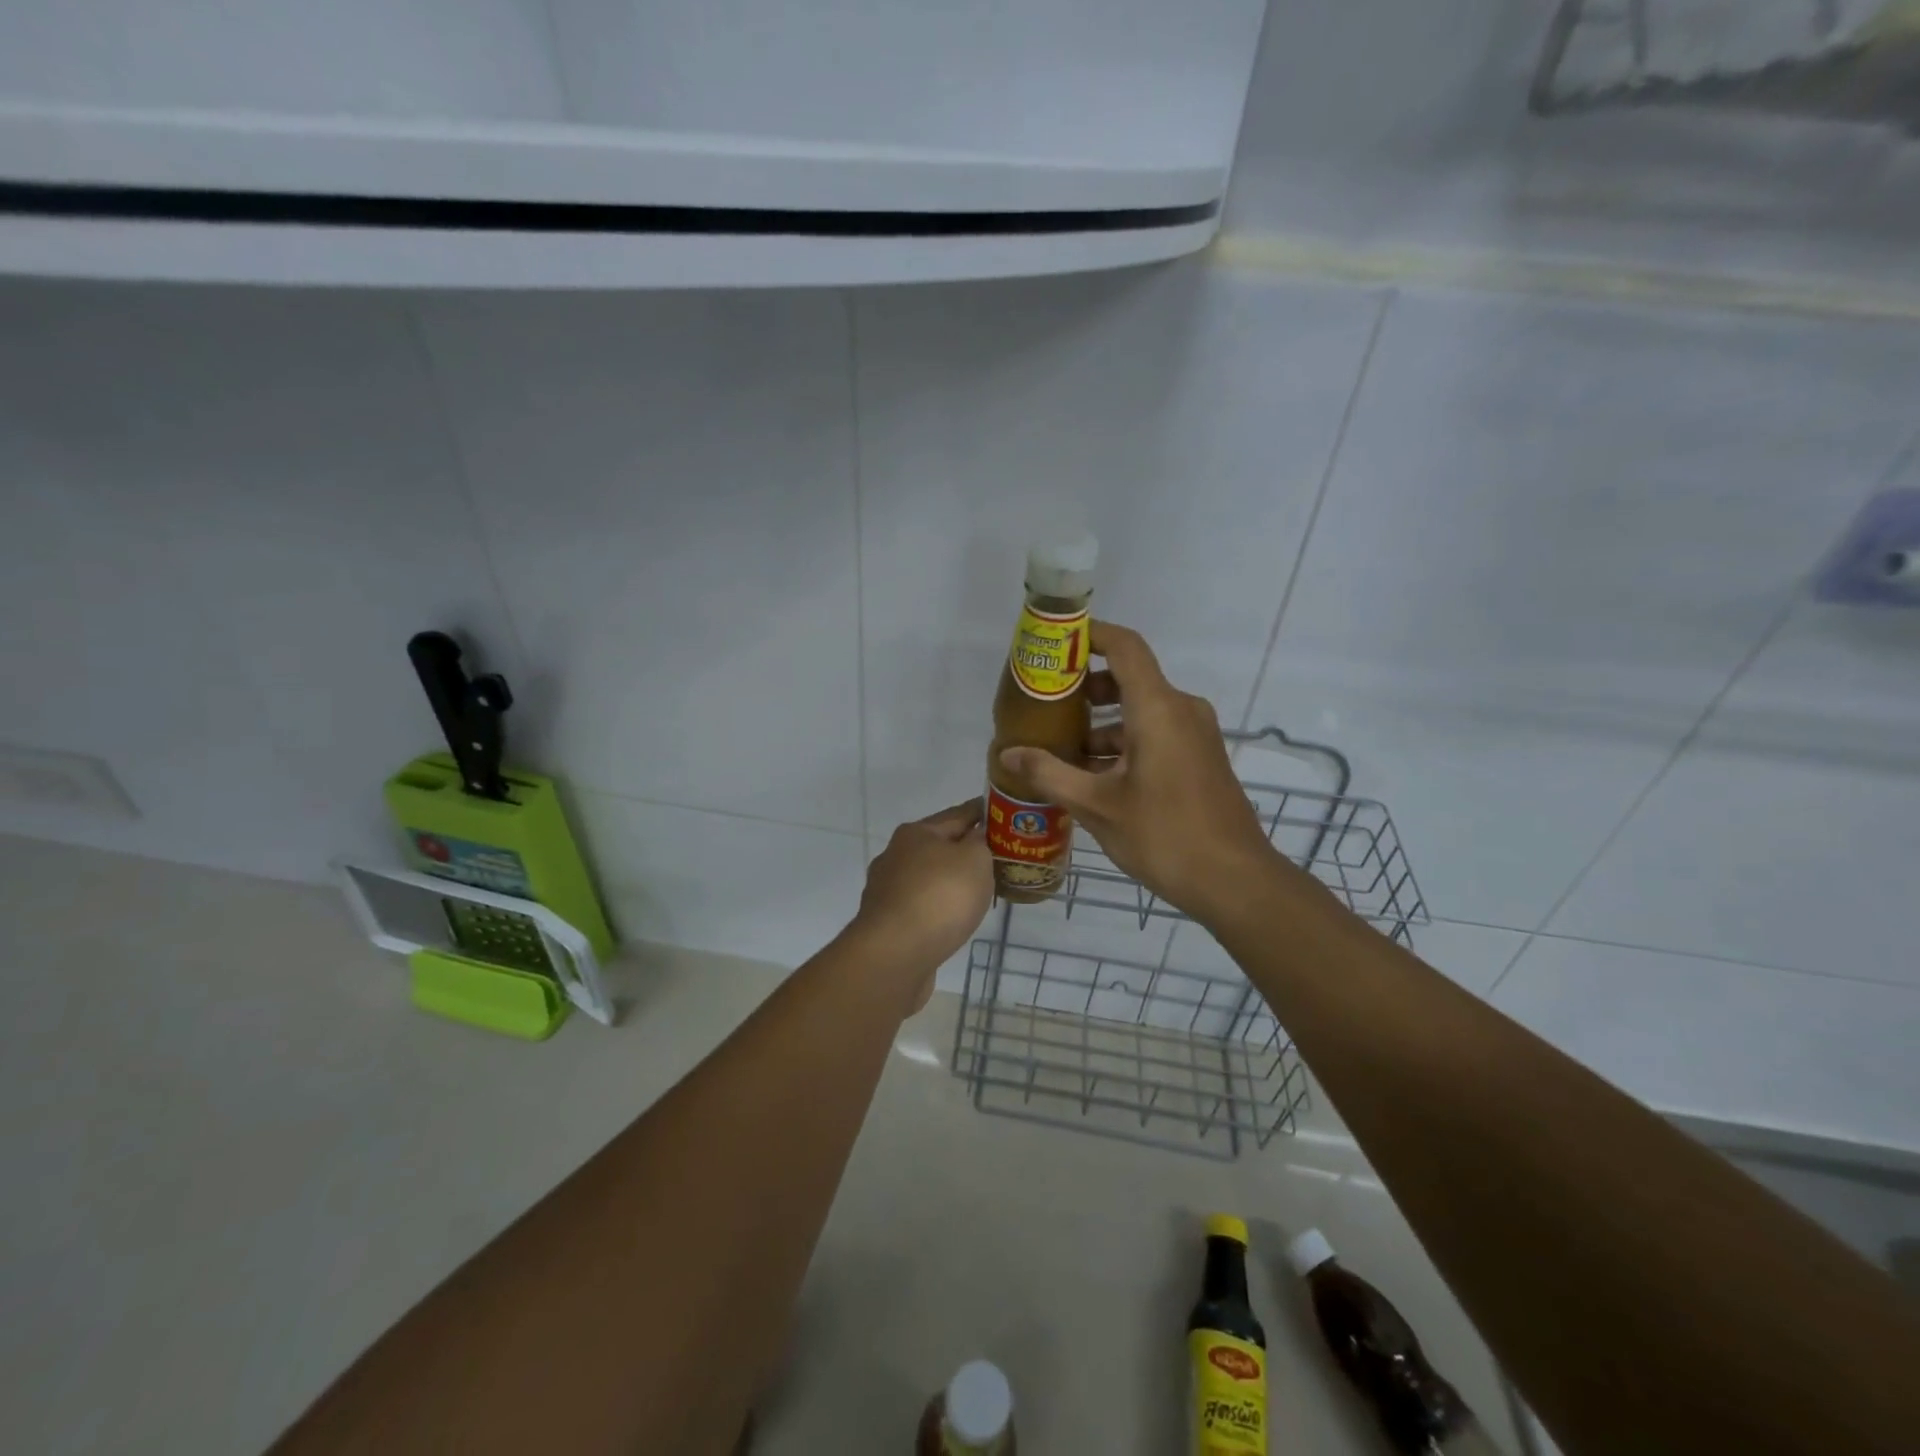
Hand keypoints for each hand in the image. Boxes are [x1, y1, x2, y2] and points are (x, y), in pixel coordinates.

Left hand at [851, 800, 993, 1009]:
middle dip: (966, 851)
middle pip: (939, 846)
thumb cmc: (940, 897)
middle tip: (998, 858)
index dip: (982, 812)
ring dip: (951, 883)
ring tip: (979, 892)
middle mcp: (896, 855)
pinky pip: (922, 907)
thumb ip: (980, 843)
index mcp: (916, 833)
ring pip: (929, 879)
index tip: (1003, 814)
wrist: (894, 955)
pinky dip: (939, 908)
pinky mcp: (887, 923)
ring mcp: (887, 891)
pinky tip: (954, 919)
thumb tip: (974, 838)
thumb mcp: (974, 859)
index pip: (958, 814)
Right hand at [998, 622, 1283, 922]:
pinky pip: (1157, 732)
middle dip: (1086, 687)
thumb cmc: (1164, 835)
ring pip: (1141, 709)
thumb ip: (1049, 774)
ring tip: (1061, 748)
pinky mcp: (1200, 757)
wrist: (1235, 881)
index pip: (1124, 647)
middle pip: (1129, 677)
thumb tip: (1007, 754)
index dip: (1090, 635)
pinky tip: (1094, 774)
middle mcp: (1181, 710)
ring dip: (1103, 722)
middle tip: (1046, 705)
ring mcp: (1195, 734)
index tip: (1056, 644)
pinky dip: (1124, 741)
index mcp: (1158, 708)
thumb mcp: (1096, 806)